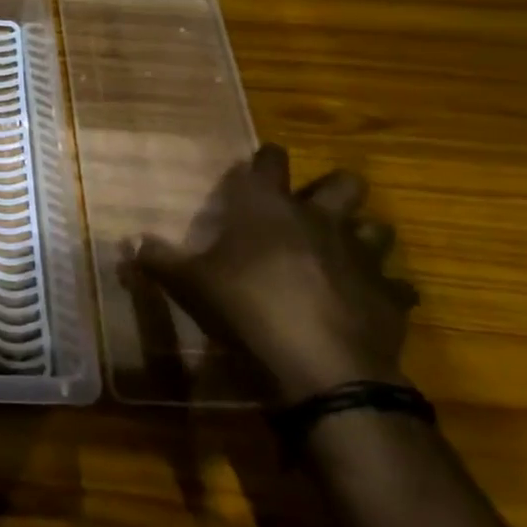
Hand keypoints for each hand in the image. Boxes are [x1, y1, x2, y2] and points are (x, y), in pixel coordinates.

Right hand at [134, 143, 413, 404]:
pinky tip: (366, 304)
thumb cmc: (248, 308)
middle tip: (313, 208)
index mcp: (269, 208)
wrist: (322, 367)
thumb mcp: (190, 285)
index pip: (270, 162)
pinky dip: (383, 292)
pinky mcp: (389, 297)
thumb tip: (130, 242)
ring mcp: (361, 256)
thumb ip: (161, 261)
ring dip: (362, 236)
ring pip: (377, 228)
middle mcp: (320, 220)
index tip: (262, 162)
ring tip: (344, 254)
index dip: (266, 159)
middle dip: (333, 189)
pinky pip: (396, 287)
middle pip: (344, 183)